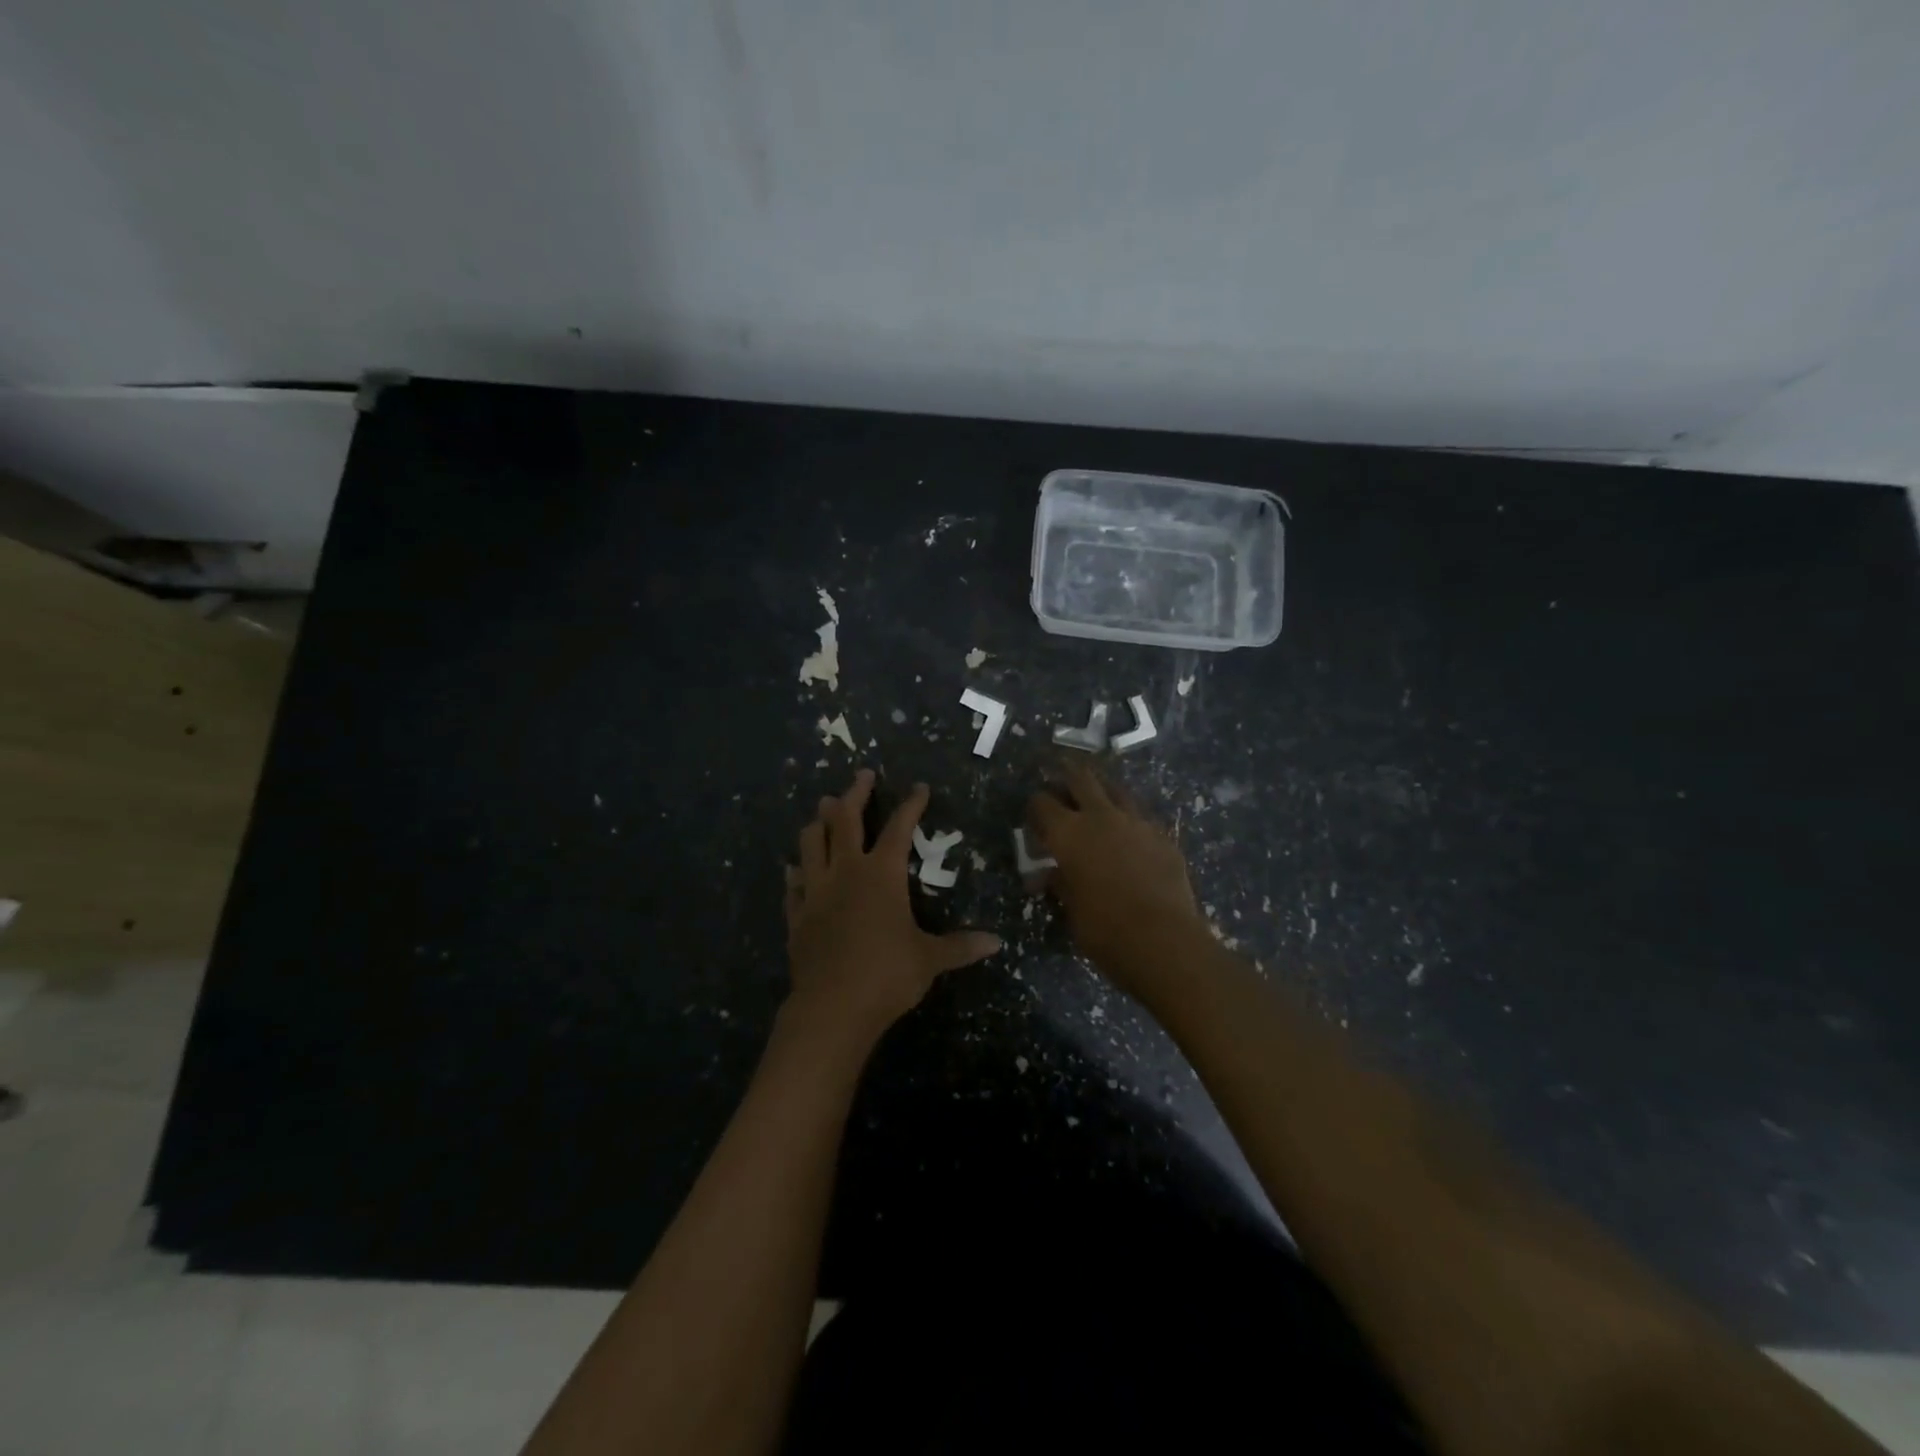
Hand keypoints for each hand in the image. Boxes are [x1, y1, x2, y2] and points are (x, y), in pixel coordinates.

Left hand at [784, 769, 1000, 1047]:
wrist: (832, 1007)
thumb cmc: (887, 975)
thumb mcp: (930, 960)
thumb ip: (961, 946)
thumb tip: (997, 943)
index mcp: (881, 874)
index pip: (900, 828)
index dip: (911, 805)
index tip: (919, 787)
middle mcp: (846, 872)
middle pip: (845, 820)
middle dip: (855, 794)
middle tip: (862, 775)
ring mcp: (816, 892)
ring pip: (811, 843)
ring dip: (818, 823)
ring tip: (823, 809)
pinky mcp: (797, 916)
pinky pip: (793, 886)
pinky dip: (796, 874)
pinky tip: (795, 870)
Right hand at [1026, 762, 1203, 980]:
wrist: (1164, 941)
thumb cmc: (1104, 929)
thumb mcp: (1070, 909)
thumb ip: (1059, 883)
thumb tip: (1048, 876)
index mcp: (1068, 833)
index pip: (1042, 803)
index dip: (1035, 807)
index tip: (1035, 818)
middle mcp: (1100, 816)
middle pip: (1081, 778)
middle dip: (1067, 777)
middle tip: (1062, 782)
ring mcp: (1136, 822)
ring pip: (1116, 790)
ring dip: (1102, 791)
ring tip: (1097, 801)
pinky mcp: (1163, 836)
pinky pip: (1141, 817)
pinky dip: (1129, 820)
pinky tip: (1130, 836)